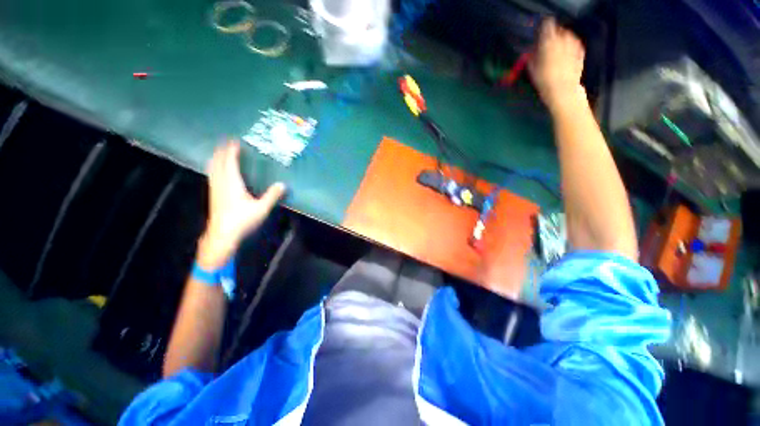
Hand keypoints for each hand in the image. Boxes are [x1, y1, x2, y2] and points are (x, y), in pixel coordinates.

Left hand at [197, 142, 285, 268]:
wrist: (222, 235)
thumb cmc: (242, 220)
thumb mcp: (261, 209)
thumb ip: (272, 196)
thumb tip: (283, 184)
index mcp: (232, 183)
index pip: (230, 162)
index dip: (232, 150)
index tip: (235, 141)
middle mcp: (221, 183)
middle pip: (218, 162)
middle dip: (221, 151)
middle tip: (227, 143)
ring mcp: (215, 189)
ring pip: (212, 168)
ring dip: (216, 158)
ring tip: (221, 152)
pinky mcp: (213, 195)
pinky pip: (212, 175)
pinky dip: (214, 168)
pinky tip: (217, 171)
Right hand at [529, 18, 585, 111]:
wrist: (563, 91)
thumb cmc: (544, 82)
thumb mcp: (532, 69)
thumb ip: (532, 56)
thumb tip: (532, 50)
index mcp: (548, 41)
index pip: (547, 26)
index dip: (543, 29)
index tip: (541, 34)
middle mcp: (562, 39)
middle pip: (558, 30)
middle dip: (553, 36)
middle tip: (547, 45)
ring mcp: (573, 44)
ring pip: (567, 36)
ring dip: (562, 40)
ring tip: (556, 51)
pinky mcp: (581, 51)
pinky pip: (575, 44)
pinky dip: (570, 46)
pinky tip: (565, 55)